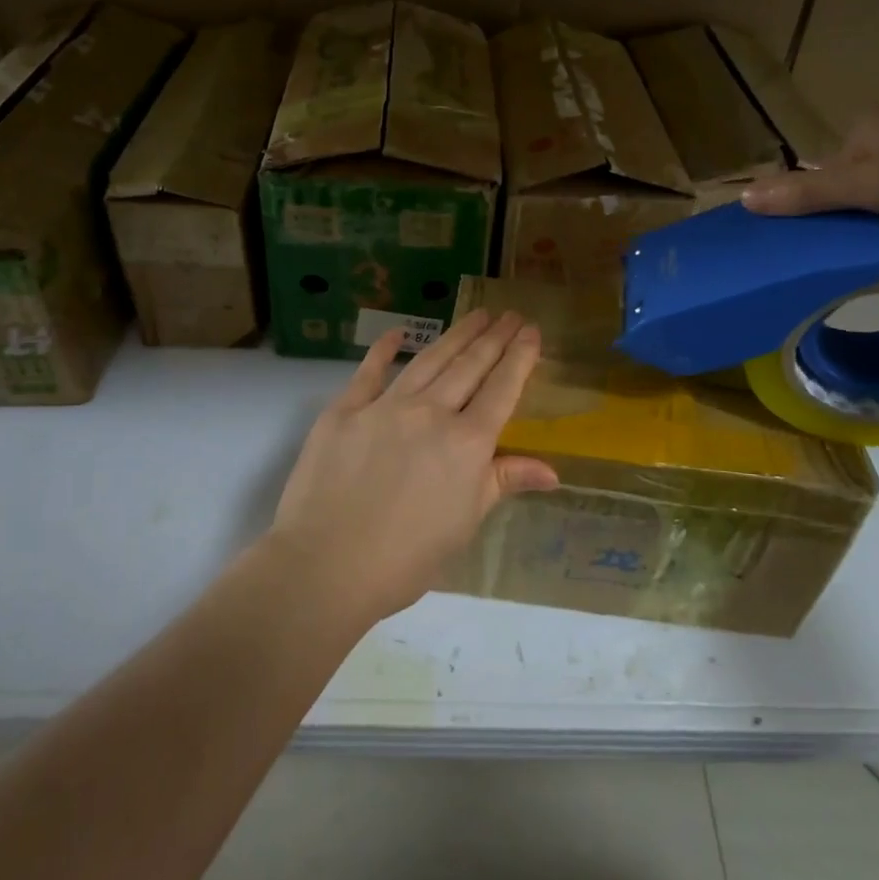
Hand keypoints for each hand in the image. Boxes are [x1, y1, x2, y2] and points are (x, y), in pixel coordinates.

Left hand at [268, 309, 558, 624]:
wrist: (325, 565)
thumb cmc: (405, 559)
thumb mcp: (464, 524)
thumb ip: (503, 483)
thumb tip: (553, 472)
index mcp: (466, 444)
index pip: (502, 389)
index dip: (520, 357)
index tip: (531, 330)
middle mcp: (431, 413)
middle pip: (469, 366)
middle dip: (494, 337)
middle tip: (510, 314)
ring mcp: (386, 406)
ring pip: (429, 360)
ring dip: (456, 335)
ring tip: (476, 314)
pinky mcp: (345, 409)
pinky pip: (370, 371)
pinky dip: (384, 349)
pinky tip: (397, 332)